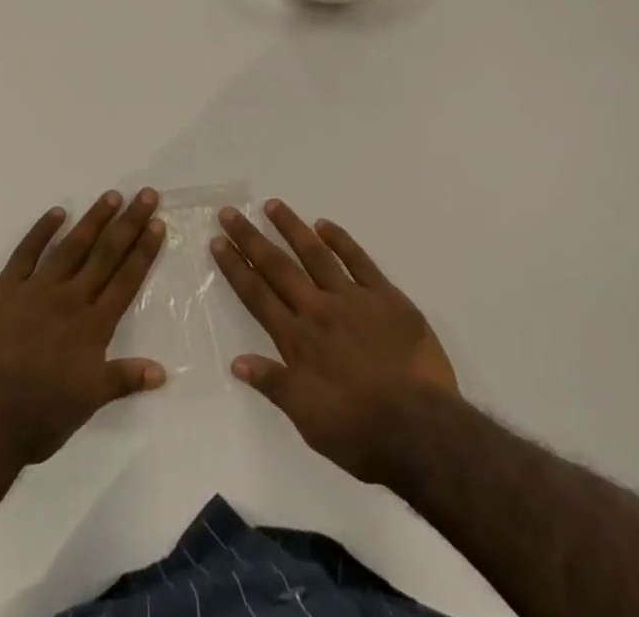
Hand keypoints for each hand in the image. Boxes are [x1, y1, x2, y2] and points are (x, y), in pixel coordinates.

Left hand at [0, 189, 166, 463]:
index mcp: (93, 326)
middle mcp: (71, 299)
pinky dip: (42, 231)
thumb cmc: (42, 415)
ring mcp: (37, 290)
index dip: (143, 250)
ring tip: (112, 196)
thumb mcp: (90, 402)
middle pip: (106, 254)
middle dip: (129, 223)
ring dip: (94, 220)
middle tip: (146, 194)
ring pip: (72, 246)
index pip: (126, 279)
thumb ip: (124, 379)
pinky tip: (57, 212)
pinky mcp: (5, 289)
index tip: (157, 223)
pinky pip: (26, 253)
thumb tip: (163, 372)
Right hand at [212, 199, 457, 484]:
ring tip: (272, 204)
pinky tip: (324, 225)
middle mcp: (318, 309)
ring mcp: (352, 298)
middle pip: (278, 266)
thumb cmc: (360, 432)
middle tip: (231, 212)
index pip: (257, 295)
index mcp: (297, 339)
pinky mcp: (385, 297)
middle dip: (251, 238)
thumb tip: (236, 361)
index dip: (235, 267)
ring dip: (291, 227)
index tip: (218, 241)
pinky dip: (340, 240)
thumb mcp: (307, 419)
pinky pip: (358, 260)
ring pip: (314, 253)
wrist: (420, 429)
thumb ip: (274, 384)